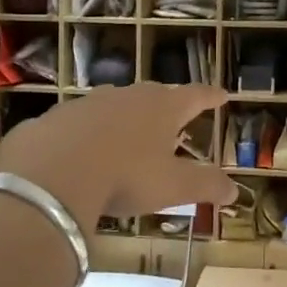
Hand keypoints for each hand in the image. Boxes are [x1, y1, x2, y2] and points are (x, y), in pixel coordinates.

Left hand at [0, 84, 235, 228]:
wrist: (51, 173)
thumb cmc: (125, 176)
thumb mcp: (172, 187)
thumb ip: (205, 186)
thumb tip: (236, 191)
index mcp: (162, 108)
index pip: (195, 96)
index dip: (211, 96)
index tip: (222, 95)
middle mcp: (128, 96)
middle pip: (154, 95)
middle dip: (166, 106)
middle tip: (174, 118)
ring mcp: (89, 103)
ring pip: (115, 105)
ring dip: (125, 118)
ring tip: (128, 137)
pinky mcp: (56, 118)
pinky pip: (79, 123)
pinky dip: (88, 135)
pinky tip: (83, 155)